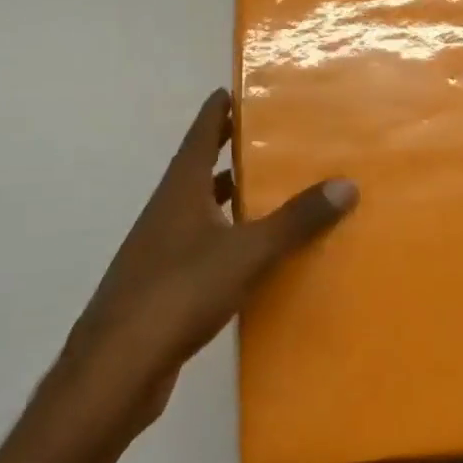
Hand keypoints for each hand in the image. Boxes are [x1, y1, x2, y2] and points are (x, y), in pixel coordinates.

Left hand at [57, 89, 357, 435]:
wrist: (115, 373)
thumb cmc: (178, 294)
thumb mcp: (246, 253)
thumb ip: (296, 220)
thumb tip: (347, 184)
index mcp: (179, 192)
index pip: (199, 135)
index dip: (217, 110)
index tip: (238, 88)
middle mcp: (167, 214)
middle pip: (199, 169)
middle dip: (230, 150)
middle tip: (271, 135)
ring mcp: (161, 252)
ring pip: (201, 210)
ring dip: (230, 196)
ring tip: (271, 189)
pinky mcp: (164, 288)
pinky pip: (203, 247)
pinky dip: (228, 238)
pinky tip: (255, 253)